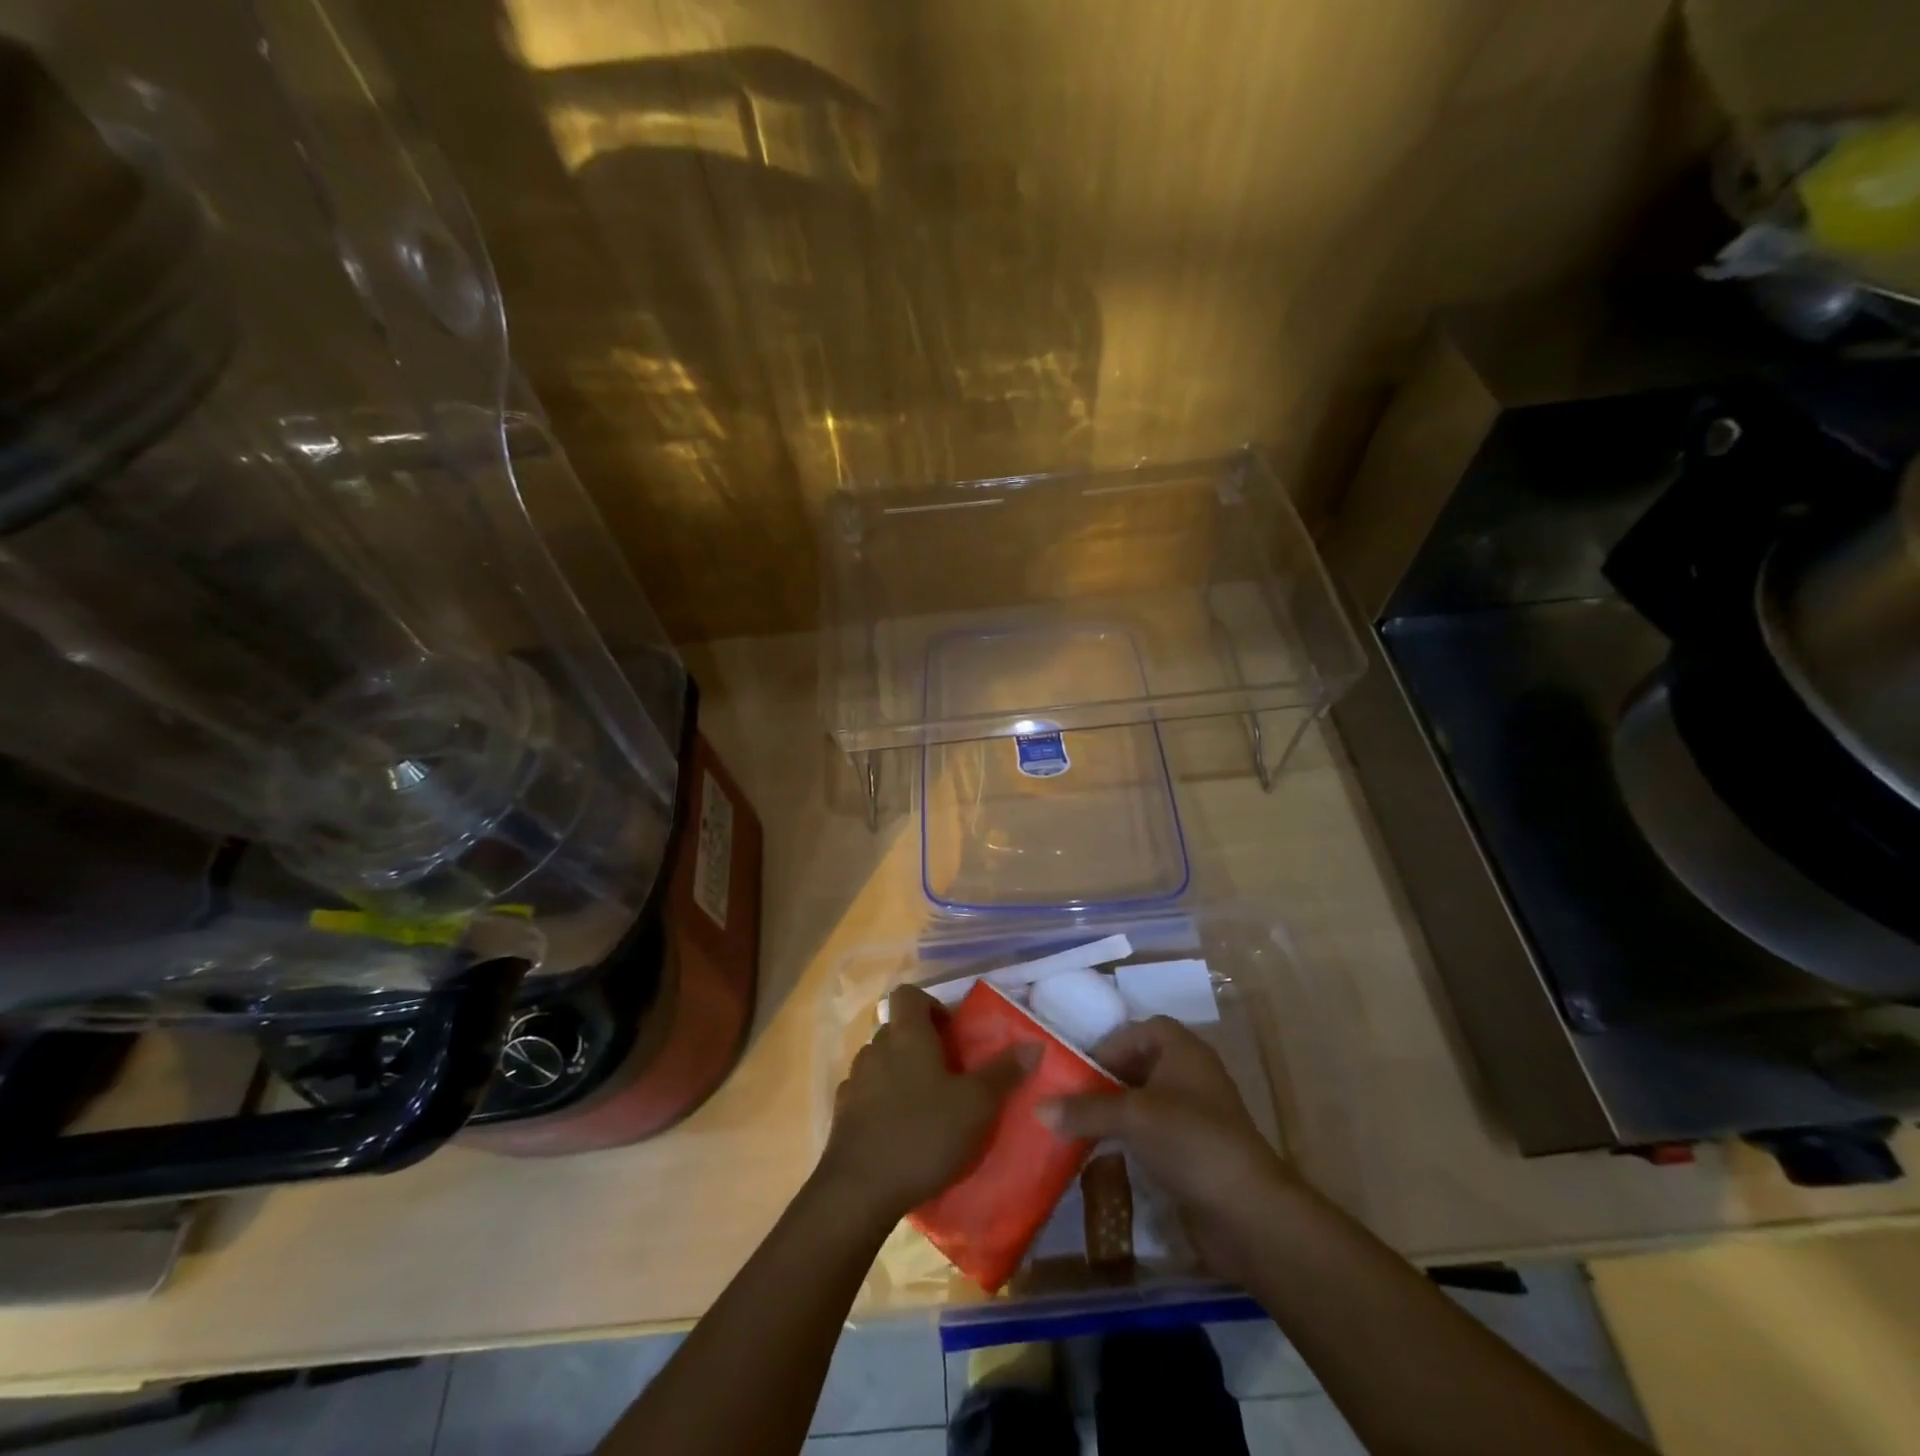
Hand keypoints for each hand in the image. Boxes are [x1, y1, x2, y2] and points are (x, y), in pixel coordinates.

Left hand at [817, 985, 1030, 1227]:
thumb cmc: (924, 1134)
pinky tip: (899, 1131)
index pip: (908, 994)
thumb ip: (1004, 1072)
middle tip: (948, 1074)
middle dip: (920, 1044)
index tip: (951, 1033)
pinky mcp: (841, 1114)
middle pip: (896, 1029)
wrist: (860, 1190)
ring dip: (900, 1074)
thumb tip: (1033, 1043)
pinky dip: (882, 1103)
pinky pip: (866, 1094)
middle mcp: (876, 1048)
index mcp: (907, 1035)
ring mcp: (854, 1081)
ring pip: (881, 1062)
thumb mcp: (976, 1105)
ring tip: (925, 1106)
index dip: (930, 1004)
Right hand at [1042, 1016, 1295, 1283]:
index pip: (1140, 1030)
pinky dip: (1130, 1139)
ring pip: (1145, 1101)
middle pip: (1140, 1064)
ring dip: (1115, 1112)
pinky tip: (1105, 1155)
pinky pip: (1154, 1133)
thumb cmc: (1190, 1141)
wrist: (1247, 1212)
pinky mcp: (1194, 1151)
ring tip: (1079, 1126)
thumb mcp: (1132, 1117)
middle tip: (1072, 1097)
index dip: (1110, 1044)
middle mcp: (1191, 1074)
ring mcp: (1195, 1115)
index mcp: (1183, 1050)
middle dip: (1106, 1079)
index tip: (1080, 1068)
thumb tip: (1038, 1107)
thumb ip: (1085, 1109)